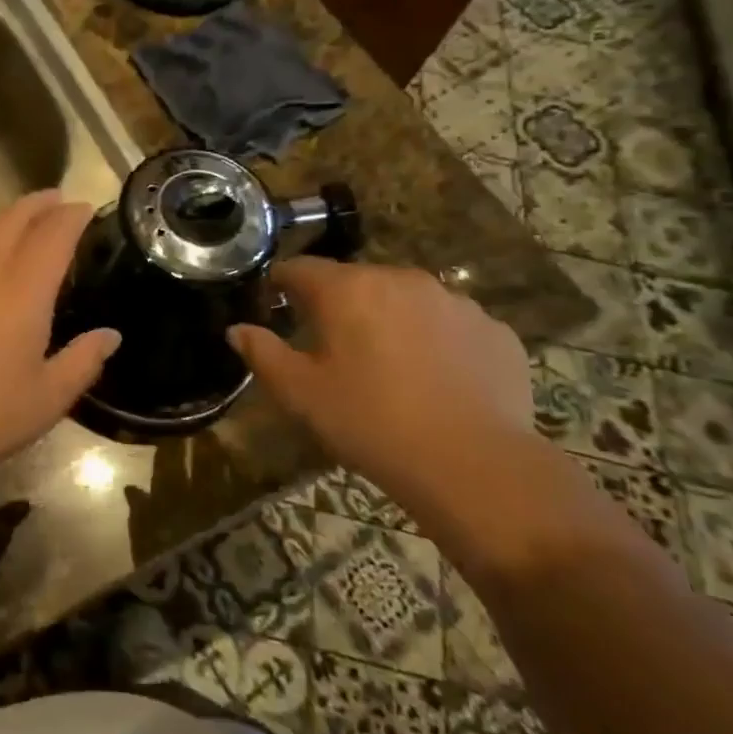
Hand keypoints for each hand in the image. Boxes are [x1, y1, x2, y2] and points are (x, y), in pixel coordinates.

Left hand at [0, 191, 119, 482]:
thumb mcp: (45, 401)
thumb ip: (83, 362)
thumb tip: (110, 335)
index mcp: (22, 288)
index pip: (54, 233)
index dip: (73, 216)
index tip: (85, 208)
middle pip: (13, 218)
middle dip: (39, 204)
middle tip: (57, 201)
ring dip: (5, 219)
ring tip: (20, 224)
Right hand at [228, 260, 533, 490]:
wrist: (474, 465)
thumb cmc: (371, 423)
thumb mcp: (300, 394)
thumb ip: (263, 353)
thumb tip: (237, 329)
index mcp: (348, 289)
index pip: (300, 268)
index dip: (281, 283)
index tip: (275, 305)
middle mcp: (401, 279)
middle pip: (355, 280)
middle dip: (338, 305)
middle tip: (332, 349)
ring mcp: (455, 301)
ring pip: (405, 299)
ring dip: (388, 320)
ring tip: (388, 367)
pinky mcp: (494, 330)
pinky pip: (450, 325)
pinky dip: (436, 341)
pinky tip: (436, 381)